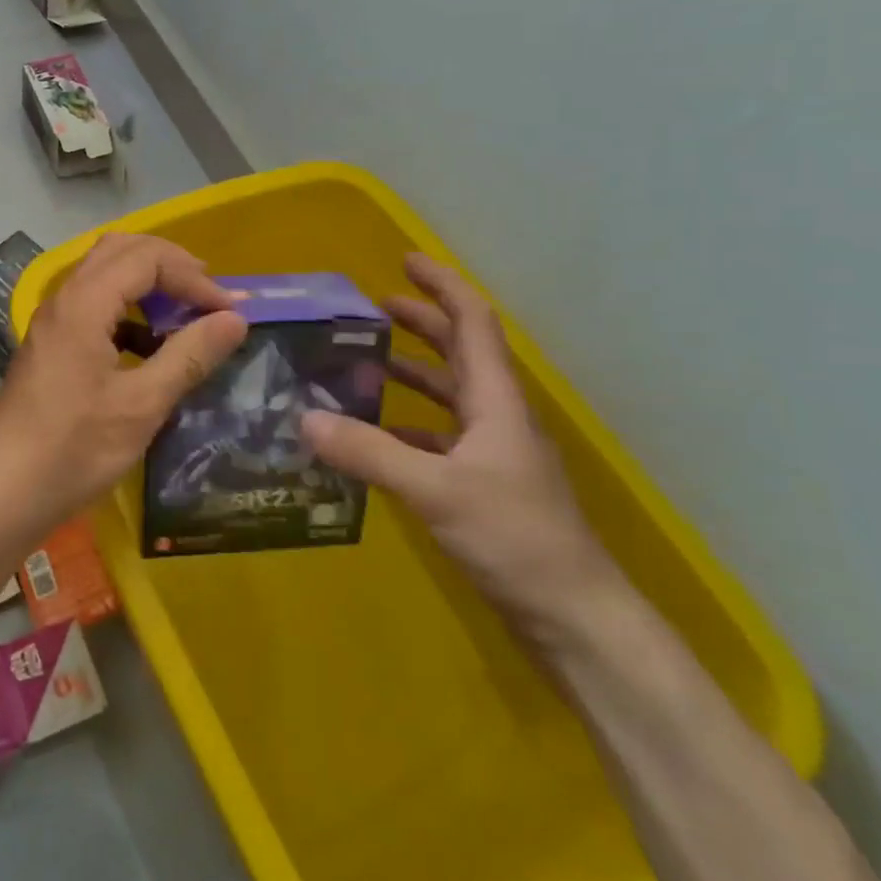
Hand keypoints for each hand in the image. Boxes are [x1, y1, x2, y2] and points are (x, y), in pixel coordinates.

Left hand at [0, 233, 248, 546]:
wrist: (1, 492)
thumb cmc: (73, 449)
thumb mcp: (142, 405)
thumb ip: (190, 355)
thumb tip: (235, 318)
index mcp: (84, 303)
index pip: (147, 258)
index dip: (193, 278)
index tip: (229, 312)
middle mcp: (64, 299)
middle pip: (121, 250)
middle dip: (170, 265)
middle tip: (207, 294)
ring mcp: (53, 321)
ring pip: (104, 274)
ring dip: (147, 283)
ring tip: (184, 313)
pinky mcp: (50, 345)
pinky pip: (93, 304)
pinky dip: (127, 309)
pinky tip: (148, 345)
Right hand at [302, 253, 617, 637]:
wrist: (575, 620)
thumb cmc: (516, 539)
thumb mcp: (436, 491)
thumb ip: (369, 452)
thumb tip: (305, 418)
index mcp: (495, 400)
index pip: (473, 322)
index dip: (443, 285)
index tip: (405, 260)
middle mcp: (496, 416)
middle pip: (461, 351)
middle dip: (422, 322)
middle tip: (374, 306)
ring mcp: (493, 453)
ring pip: (449, 394)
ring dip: (412, 371)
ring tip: (364, 361)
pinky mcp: (483, 486)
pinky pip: (439, 437)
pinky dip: (406, 424)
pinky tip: (373, 435)